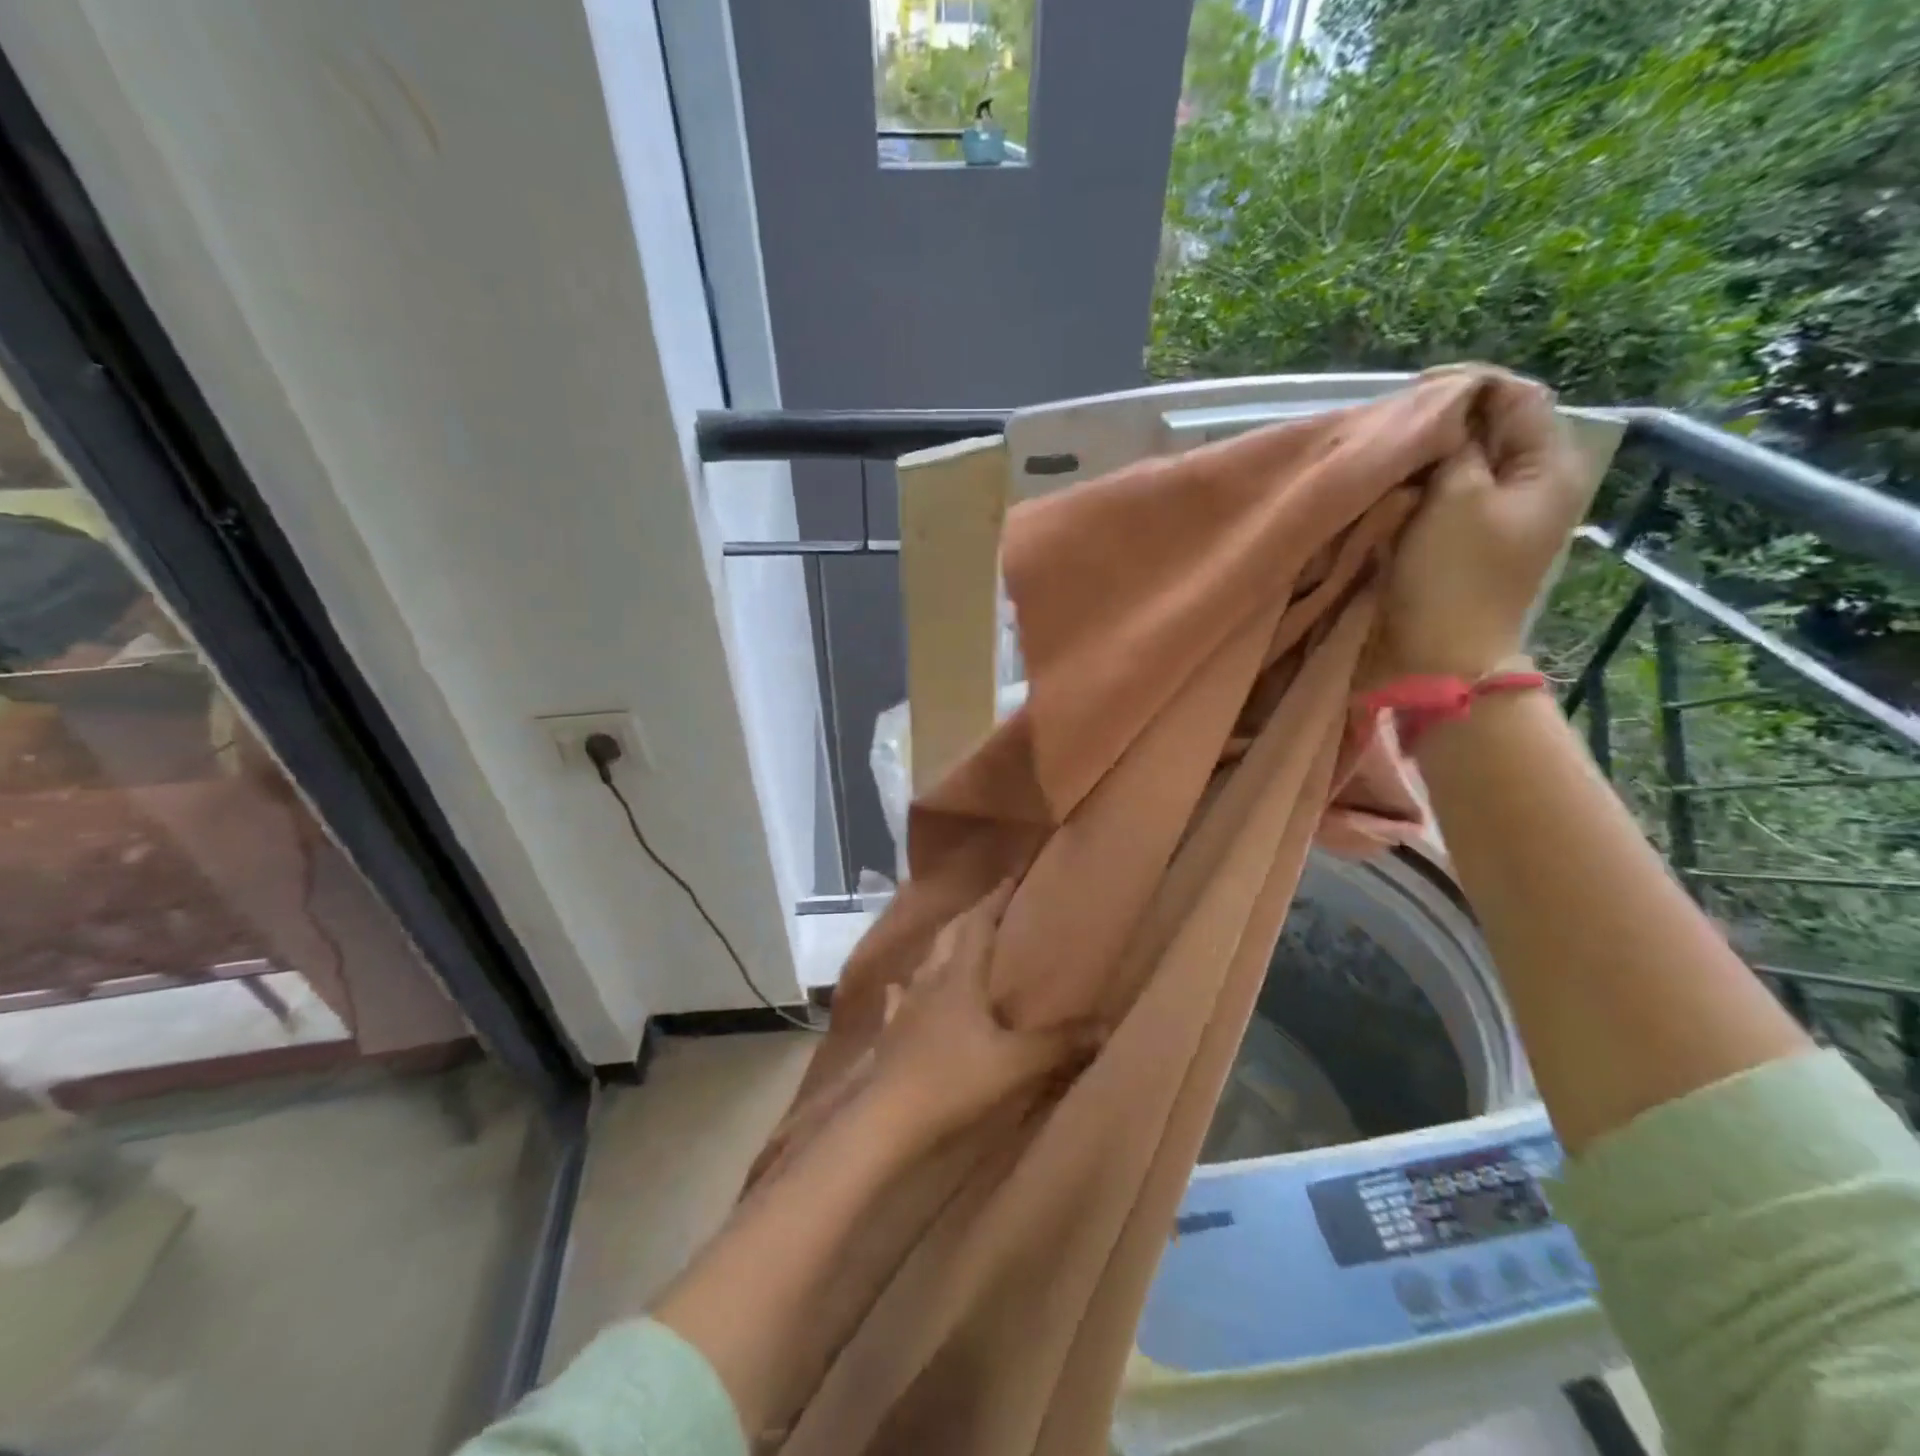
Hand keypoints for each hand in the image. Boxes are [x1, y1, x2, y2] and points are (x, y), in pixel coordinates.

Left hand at [867, 881, 1101, 1143]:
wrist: (889, 1117)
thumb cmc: (954, 1080)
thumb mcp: (1016, 1063)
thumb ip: (1059, 1044)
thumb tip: (1104, 1025)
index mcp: (960, 977)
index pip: (979, 925)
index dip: (995, 901)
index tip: (1010, 879)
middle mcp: (931, 980)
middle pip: (951, 935)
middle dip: (971, 916)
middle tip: (990, 906)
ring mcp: (907, 1005)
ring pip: (926, 962)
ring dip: (943, 947)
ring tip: (956, 942)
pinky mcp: (892, 1031)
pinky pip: (901, 998)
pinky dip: (908, 988)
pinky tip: (903, 990)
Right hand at [1376, 367, 1591, 678]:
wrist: (1442, 654)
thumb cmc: (1453, 576)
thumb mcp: (1457, 497)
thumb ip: (1454, 445)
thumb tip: (1442, 413)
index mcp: (1548, 466)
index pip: (1516, 396)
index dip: (1466, 385)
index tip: (1410, 392)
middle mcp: (1531, 483)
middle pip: (1491, 427)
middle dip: (1442, 420)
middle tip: (1393, 424)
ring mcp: (1499, 513)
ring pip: (1464, 460)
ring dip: (1426, 454)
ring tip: (1387, 453)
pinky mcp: (1467, 538)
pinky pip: (1446, 493)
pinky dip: (1419, 484)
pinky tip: (1391, 486)